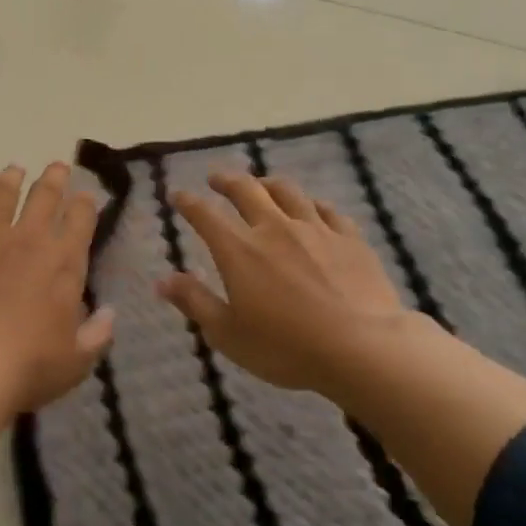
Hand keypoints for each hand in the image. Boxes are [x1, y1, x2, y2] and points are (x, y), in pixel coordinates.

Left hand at [0, 162, 114, 412]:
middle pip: (44, 197)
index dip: (85, 204)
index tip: (86, 195)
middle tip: (57, 166)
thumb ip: (96, 334)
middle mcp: (27, 240)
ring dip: (10, 180)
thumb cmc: (27, 367)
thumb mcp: (76, 361)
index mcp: (63, 263)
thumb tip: (109, 313)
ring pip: (1, 196)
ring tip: (14, 171)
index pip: (80, 220)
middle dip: (54, 178)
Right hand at [161, 170, 413, 401]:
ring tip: (261, 184)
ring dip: (267, 183)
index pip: (205, 215)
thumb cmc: (287, 347)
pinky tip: (312, 208)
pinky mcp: (350, 238)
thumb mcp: (228, 334)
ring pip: (287, 192)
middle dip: (226, 180)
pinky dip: (312, 205)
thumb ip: (194, 302)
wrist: (362, 348)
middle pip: (246, 190)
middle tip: (215, 178)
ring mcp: (315, 230)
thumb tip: (162, 280)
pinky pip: (327, 210)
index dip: (187, 202)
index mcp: (239, 250)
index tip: (177, 194)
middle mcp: (274, 229)